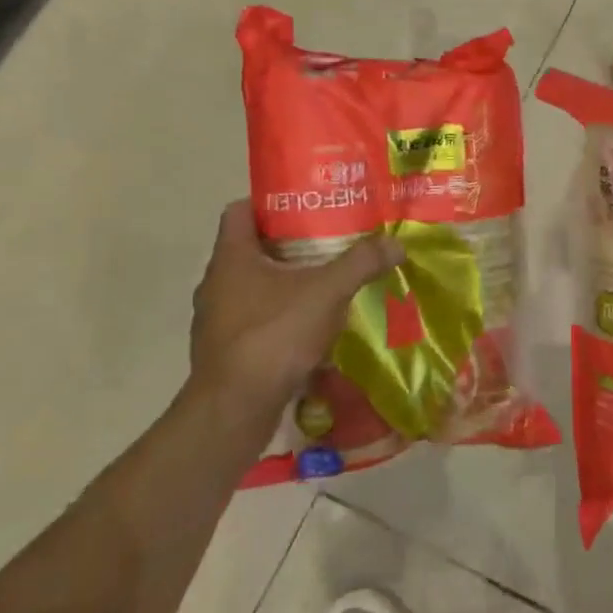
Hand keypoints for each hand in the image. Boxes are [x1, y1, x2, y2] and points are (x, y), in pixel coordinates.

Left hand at [190, 201, 403, 422]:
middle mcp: (217, 282)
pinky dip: (281, 315)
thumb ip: (361, 263)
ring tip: (326, 281)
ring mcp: (217, 319)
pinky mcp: (226, 350)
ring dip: (286, 282)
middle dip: (290, 243)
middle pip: (252, 248)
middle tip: (330, 239)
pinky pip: (255, 318)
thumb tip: (396, 243)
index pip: (240, 210)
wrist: (234, 410)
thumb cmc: (274, 336)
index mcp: (231, 257)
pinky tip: (311, 325)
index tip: (307, 204)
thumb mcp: (327, 292)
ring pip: (254, 286)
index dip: (270, 202)